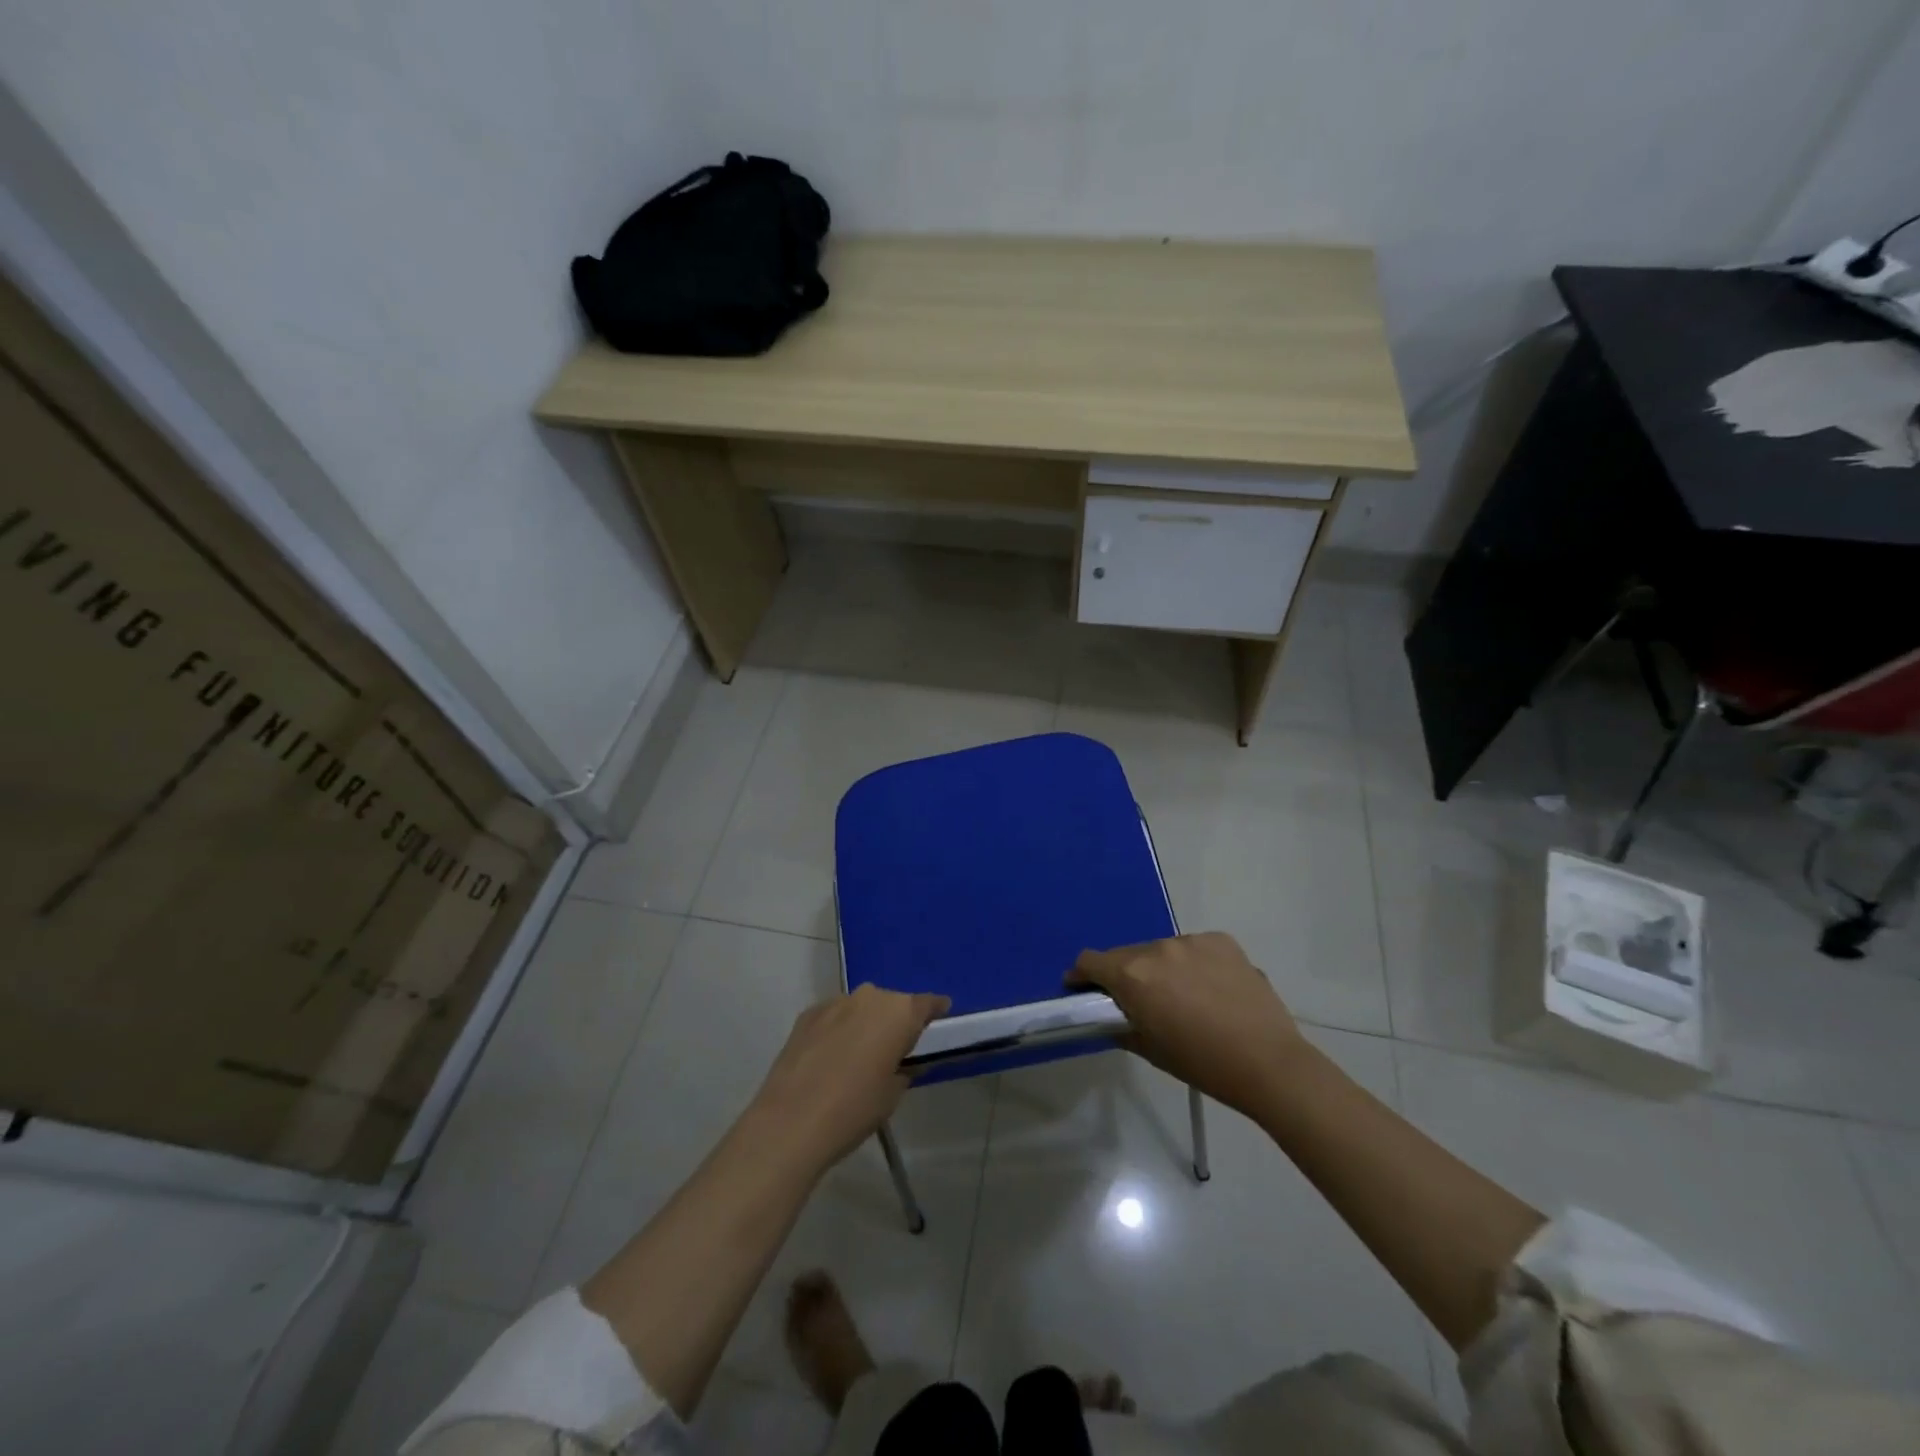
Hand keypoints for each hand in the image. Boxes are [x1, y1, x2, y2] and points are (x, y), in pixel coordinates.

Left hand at [747, 985, 949, 1174]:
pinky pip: (834, 1016)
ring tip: (860, 1054)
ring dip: (865, 1023)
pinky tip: (831, 1056)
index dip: (936, 1010)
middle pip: (892, 1003)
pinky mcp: (808, 1014)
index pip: (927, 1003)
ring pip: (861, 1007)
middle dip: (895, 1021)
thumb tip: (903, 1063)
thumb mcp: (893, 1094)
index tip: (940, 1017)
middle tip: (894, 1049)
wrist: (792, 1121)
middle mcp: (870, 996)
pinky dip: (839, 1028)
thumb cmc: (855, 1108)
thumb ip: (904, 1069)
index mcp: (900, 1013)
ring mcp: (836, 1002)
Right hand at [1067, 932, 1305, 1117]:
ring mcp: (1192, 941)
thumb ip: (1121, 1025)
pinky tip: (1210, 989)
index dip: (1082, 975)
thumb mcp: (1150, 1050)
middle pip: (1127, 955)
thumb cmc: (1202, 1064)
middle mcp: (1158, 948)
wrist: (1269, 1063)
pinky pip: (1194, 949)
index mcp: (1133, 975)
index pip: (1090, 961)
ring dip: (1161, 968)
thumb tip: (1110, 1015)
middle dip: (1125, 975)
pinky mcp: (1222, 940)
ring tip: (1182, 997)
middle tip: (1140, 1002)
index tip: (1083, 989)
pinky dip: (1193, 964)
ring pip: (1162, 951)